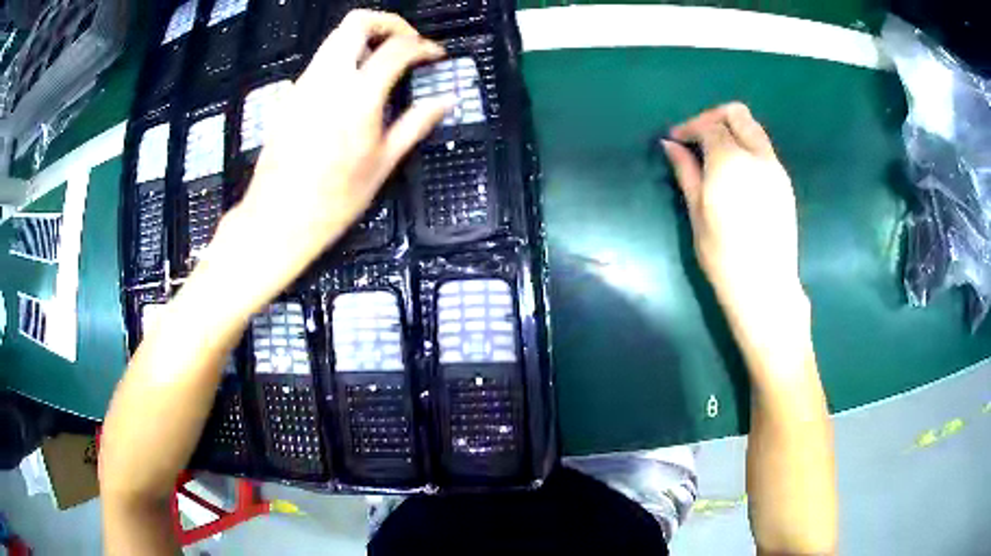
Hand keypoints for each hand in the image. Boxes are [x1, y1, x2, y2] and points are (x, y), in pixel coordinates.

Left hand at [207, 10, 450, 312]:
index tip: (435, 55)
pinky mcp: (289, 97)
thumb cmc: (332, 200)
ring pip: (335, 39)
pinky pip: (320, 62)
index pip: (396, 49)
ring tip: (384, 62)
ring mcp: (303, 85)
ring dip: (364, 39)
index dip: (423, 46)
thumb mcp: (382, 164)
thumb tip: (443, 102)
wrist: (277, 219)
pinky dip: (343, 59)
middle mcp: (327, 80)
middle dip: (388, 23)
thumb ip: (414, 124)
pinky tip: (353, 87)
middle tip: (407, 42)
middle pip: (357, 23)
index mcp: (357, 96)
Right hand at [663, 102, 805, 323]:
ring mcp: (776, 168)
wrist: (765, 286)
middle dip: (713, 118)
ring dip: (732, 131)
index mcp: (731, 161)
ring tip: (715, 156)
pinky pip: (764, 149)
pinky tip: (736, 173)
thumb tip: (670, 145)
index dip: (689, 127)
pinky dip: (746, 147)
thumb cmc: (723, 254)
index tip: (675, 140)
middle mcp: (758, 155)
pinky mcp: (785, 182)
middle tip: (697, 138)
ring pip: (754, 129)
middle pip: (737, 114)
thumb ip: (686, 171)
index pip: (709, 125)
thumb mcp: (697, 211)